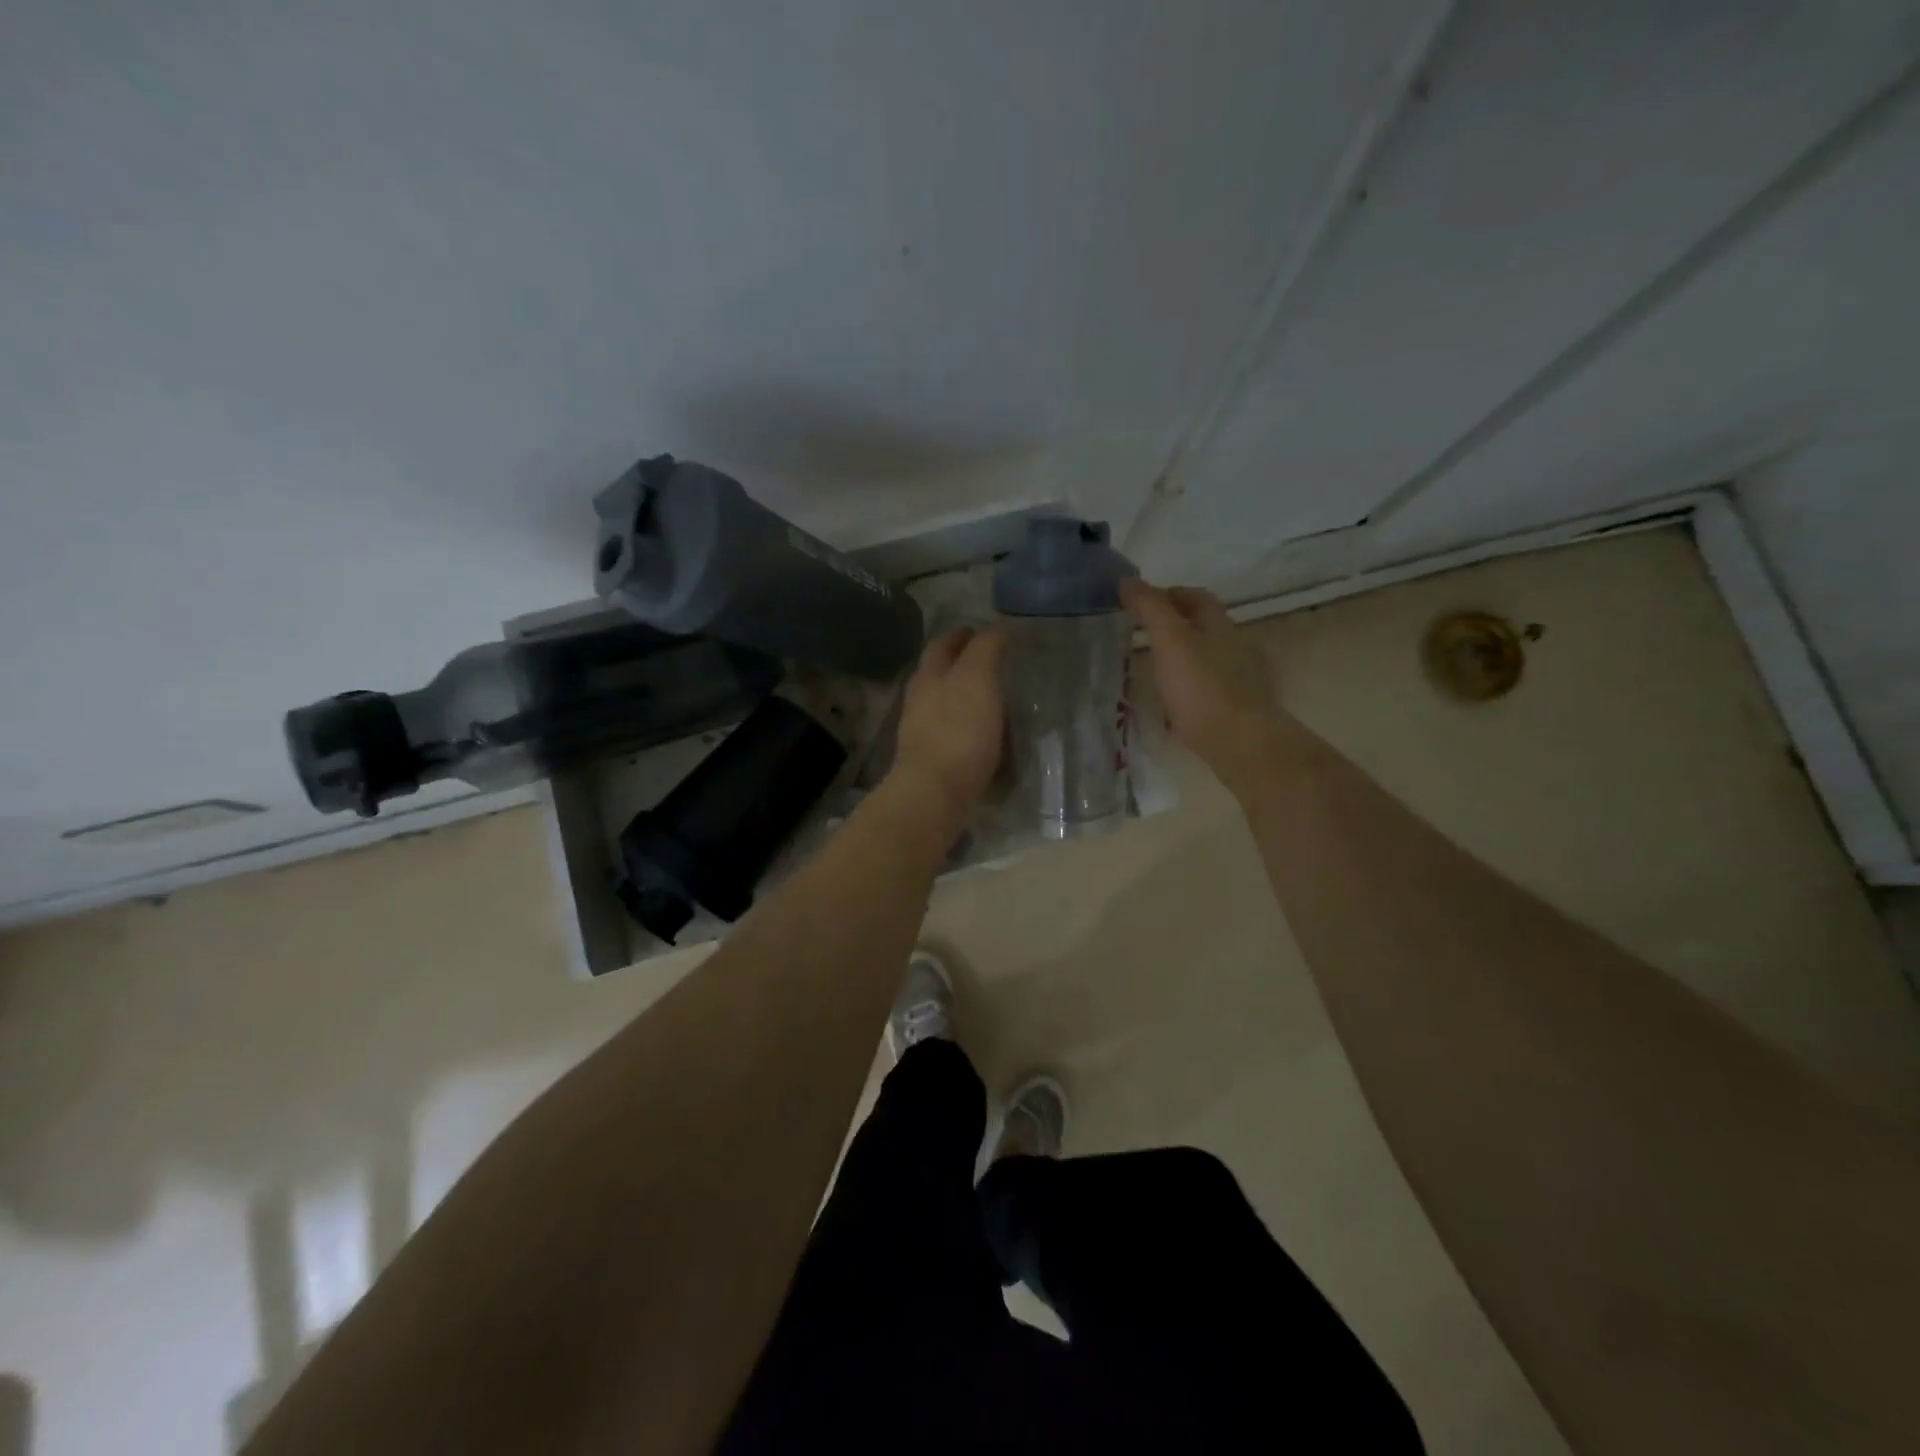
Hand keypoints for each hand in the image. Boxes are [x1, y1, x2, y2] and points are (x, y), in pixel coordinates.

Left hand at [888, 626, 1007, 828]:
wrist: (934, 793)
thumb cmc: (958, 731)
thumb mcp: (977, 678)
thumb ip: (985, 650)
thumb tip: (997, 629)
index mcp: (929, 675)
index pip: (943, 643)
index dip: (964, 634)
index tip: (987, 632)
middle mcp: (921, 699)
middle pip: (939, 673)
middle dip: (959, 664)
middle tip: (991, 662)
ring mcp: (923, 731)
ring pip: (944, 703)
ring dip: (964, 696)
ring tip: (993, 697)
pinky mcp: (933, 760)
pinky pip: (952, 733)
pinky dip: (968, 726)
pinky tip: (986, 733)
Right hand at [1120, 579, 1281, 794]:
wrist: (1240, 743)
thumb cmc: (1202, 687)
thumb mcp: (1170, 641)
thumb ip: (1150, 609)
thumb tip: (1127, 580)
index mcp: (1220, 626)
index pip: (1197, 598)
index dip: (1170, 594)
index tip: (1140, 600)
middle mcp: (1234, 648)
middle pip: (1203, 628)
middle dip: (1174, 626)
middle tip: (1140, 633)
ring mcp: (1238, 681)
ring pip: (1205, 659)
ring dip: (1180, 658)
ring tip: (1151, 667)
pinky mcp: (1234, 710)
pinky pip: (1206, 689)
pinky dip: (1187, 687)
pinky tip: (1171, 702)